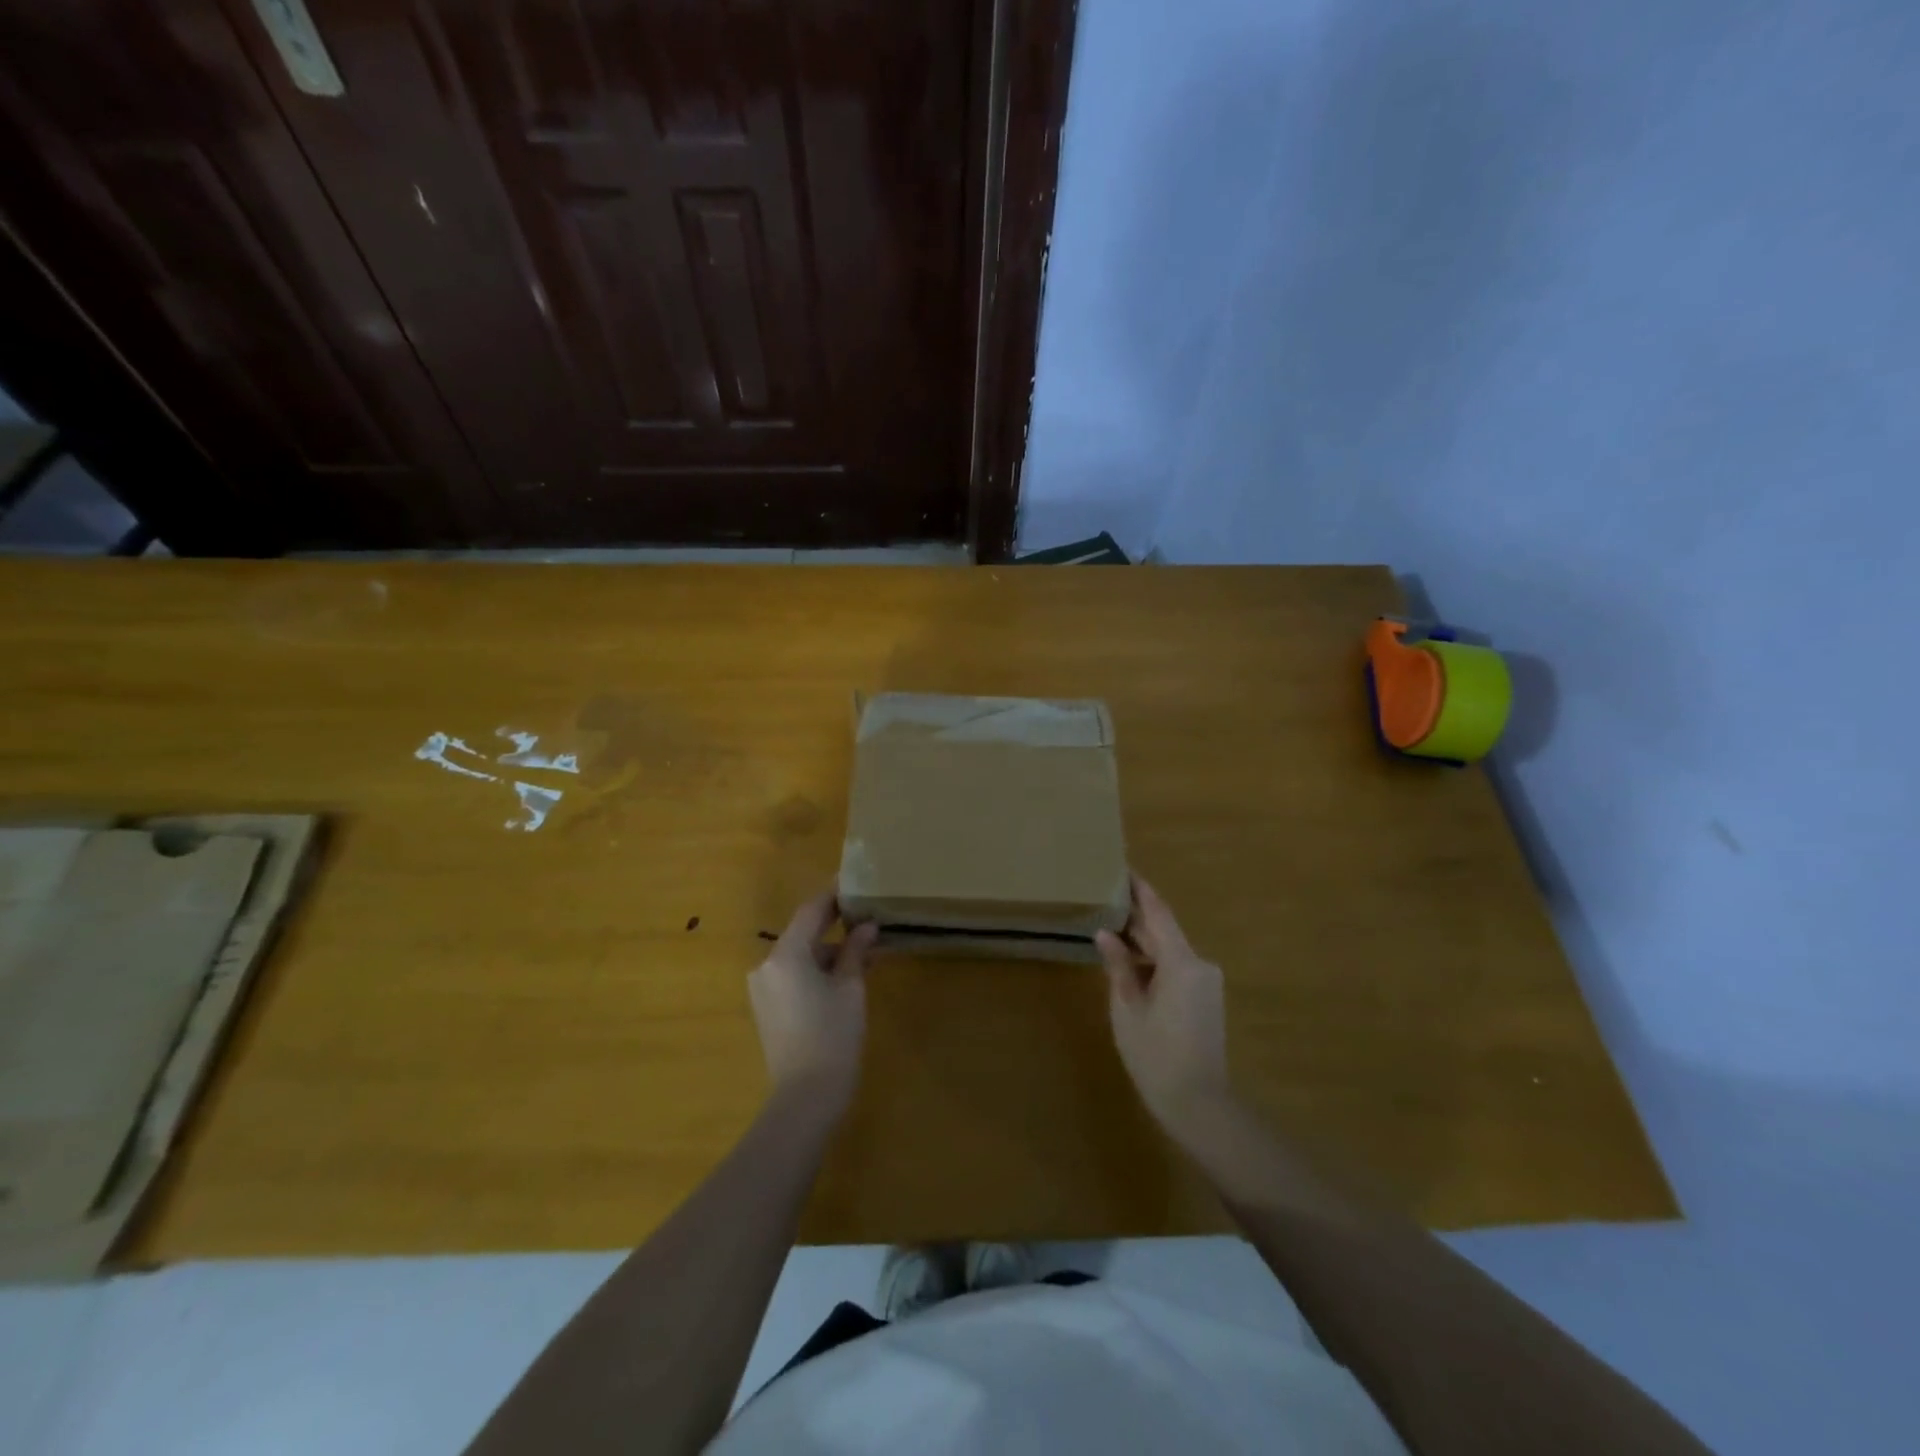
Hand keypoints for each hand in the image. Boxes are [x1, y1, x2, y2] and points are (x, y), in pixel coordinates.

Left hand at [747, 892, 877, 1115]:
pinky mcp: (766, 1007)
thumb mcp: (850, 989)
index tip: (854, 882)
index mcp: (786, 954)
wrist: (804, 1098)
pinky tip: (844, 975)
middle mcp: (767, 964)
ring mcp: (763, 987)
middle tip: (866, 915)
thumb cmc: (833, 1036)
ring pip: (800, 955)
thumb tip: (866, 926)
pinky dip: (816, 970)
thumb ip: (855, 951)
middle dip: (834, 924)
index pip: (811, 910)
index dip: (834, 895)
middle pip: (803, 932)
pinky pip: (793, 975)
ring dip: (828, 950)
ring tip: (864, 951)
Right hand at [1096, 874, 1229, 1133]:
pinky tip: (1130, 962)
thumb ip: (1119, 967)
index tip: (1123, 868)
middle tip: (1105, 898)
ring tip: (1110, 928)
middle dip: (1137, 917)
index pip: (1159, 913)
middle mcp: (1200, 964)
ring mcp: (1207, 982)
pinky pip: (1177, 967)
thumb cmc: (1156, 1056)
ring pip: (1171, 950)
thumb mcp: (1127, 1009)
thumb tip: (1106, 935)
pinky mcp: (1207, 998)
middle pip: (1165, 931)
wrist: (1199, 1104)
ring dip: (1143, 941)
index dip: (1140, 889)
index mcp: (1182, 962)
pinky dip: (1154, 961)